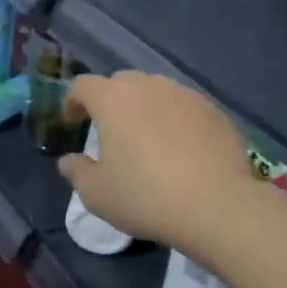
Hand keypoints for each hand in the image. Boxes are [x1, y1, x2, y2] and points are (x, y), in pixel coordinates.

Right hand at [57, 71, 256, 253]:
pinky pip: (184, 106)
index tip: (73, 122)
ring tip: (148, 137)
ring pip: (155, 91)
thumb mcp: (97, 195)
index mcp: (112, 100)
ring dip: (145, 107)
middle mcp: (147, 86)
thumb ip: (77, 172)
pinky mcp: (213, 110)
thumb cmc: (146, 197)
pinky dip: (176, 119)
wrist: (218, 205)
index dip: (73, 101)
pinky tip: (182, 147)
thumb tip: (68, 161)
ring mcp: (183, 94)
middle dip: (110, 100)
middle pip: (120, 82)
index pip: (83, 85)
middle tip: (111, 130)